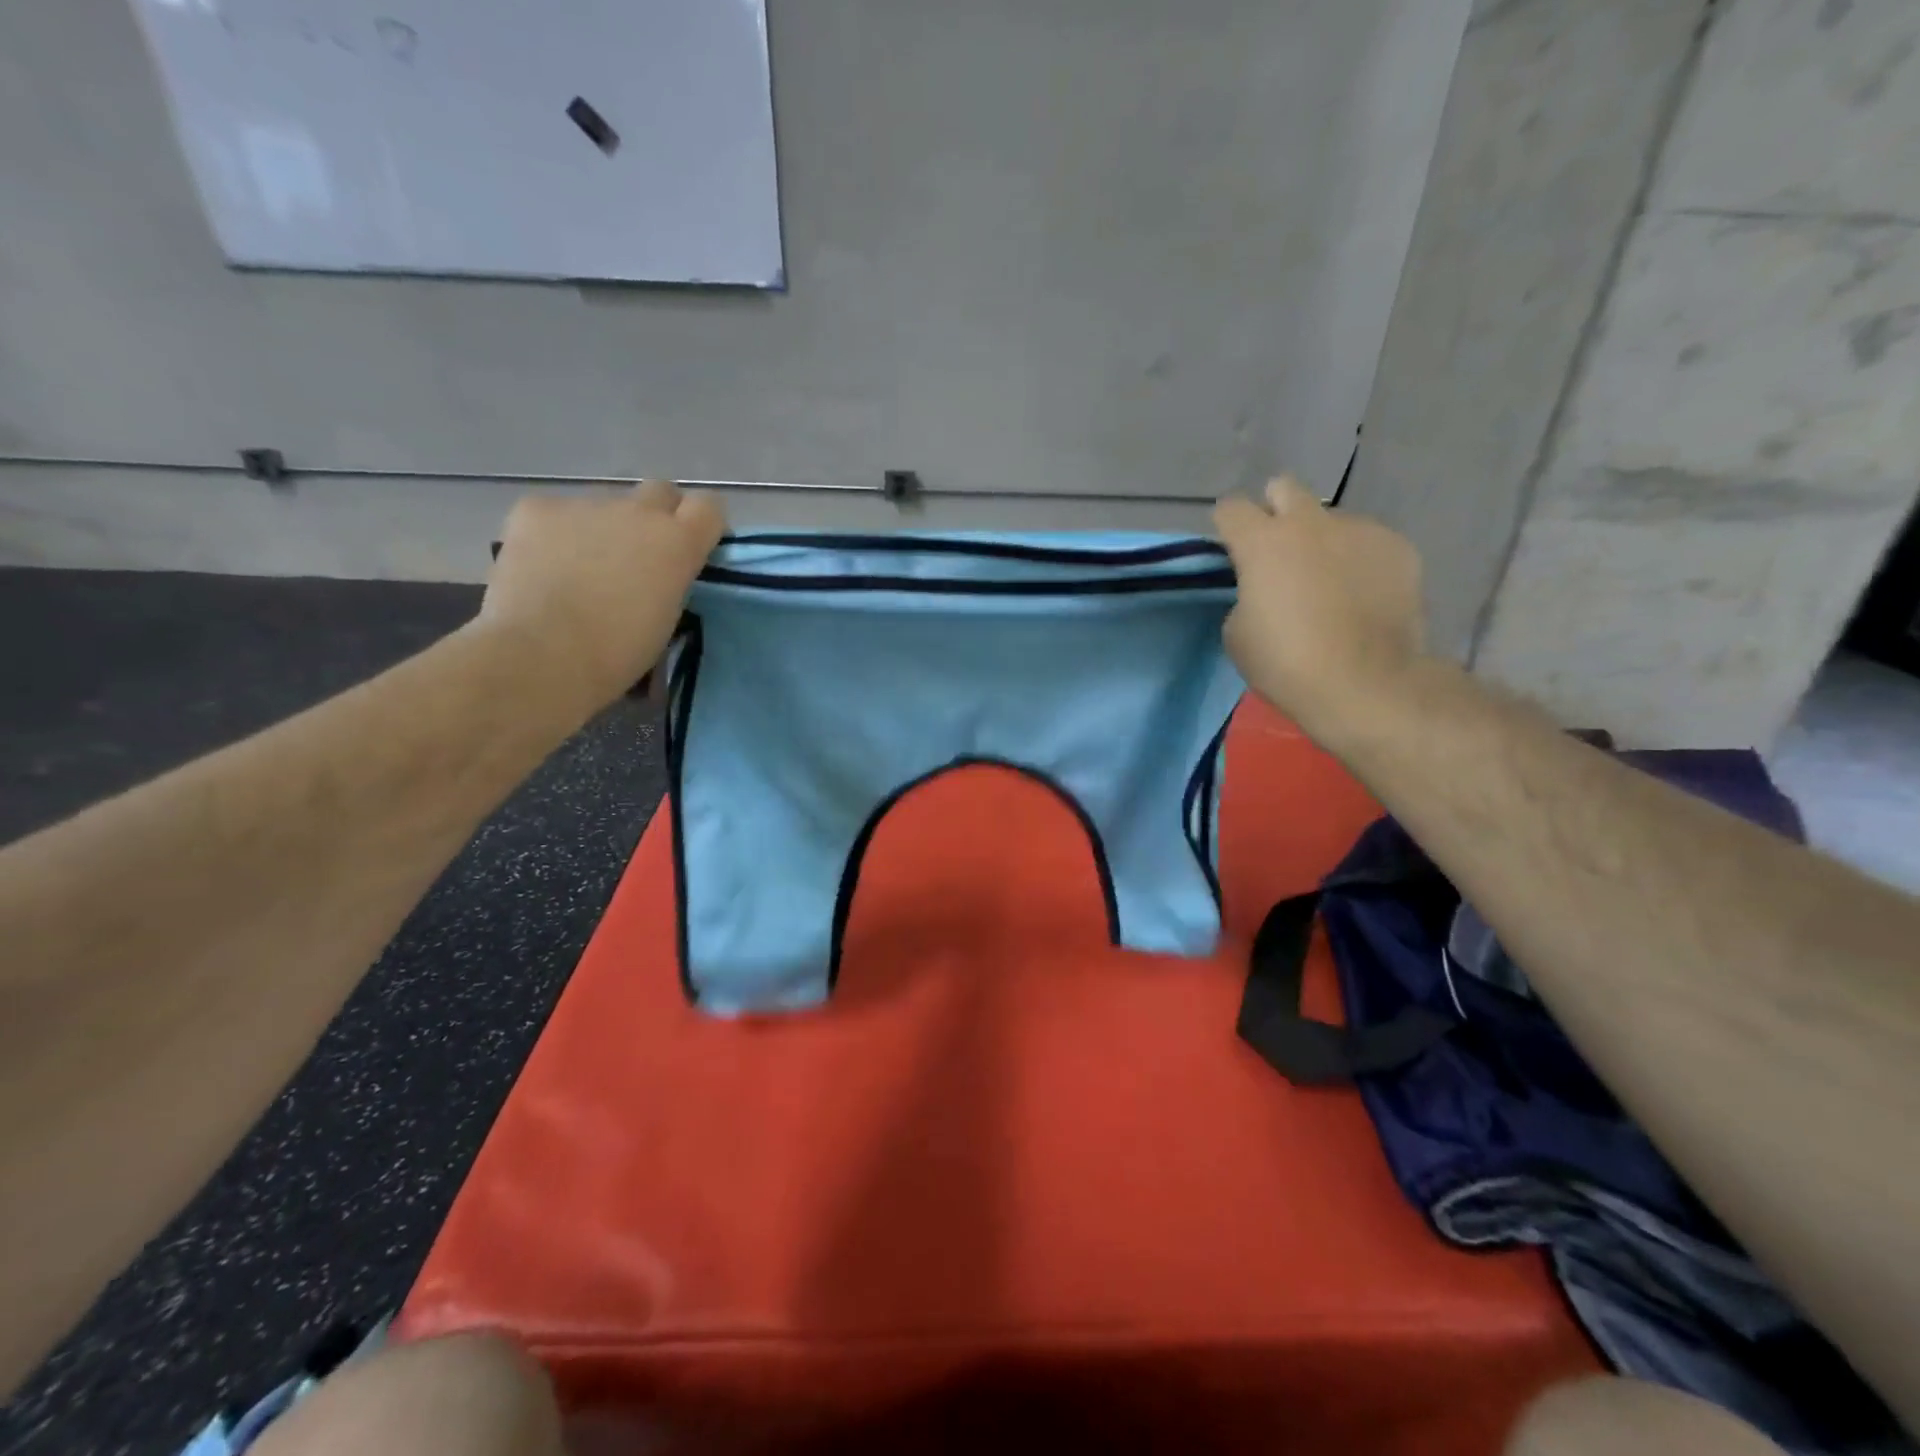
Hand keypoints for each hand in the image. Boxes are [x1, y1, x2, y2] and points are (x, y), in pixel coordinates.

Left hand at [477, 480, 725, 713]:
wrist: (542, 654)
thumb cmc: (617, 653)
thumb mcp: (667, 619)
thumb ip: (670, 581)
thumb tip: (657, 572)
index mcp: (678, 543)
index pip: (709, 507)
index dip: (701, 523)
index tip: (692, 546)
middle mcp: (638, 512)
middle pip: (660, 492)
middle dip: (656, 515)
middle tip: (638, 555)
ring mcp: (585, 505)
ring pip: (603, 508)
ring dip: (601, 530)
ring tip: (578, 571)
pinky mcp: (536, 508)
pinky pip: (554, 514)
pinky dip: (553, 536)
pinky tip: (542, 569)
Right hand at [1214, 477, 1426, 742]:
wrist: (1365, 683)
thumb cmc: (1286, 662)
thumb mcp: (1238, 633)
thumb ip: (1245, 595)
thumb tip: (1263, 588)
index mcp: (1262, 542)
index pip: (1231, 508)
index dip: (1226, 526)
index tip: (1230, 550)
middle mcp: (1310, 523)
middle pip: (1284, 488)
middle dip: (1275, 510)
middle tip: (1278, 550)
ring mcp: (1360, 530)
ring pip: (1331, 520)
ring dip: (1322, 541)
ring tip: (1330, 583)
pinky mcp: (1399, 548)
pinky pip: (1369, 543)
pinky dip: (1359, 561)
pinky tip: (1363, 595)